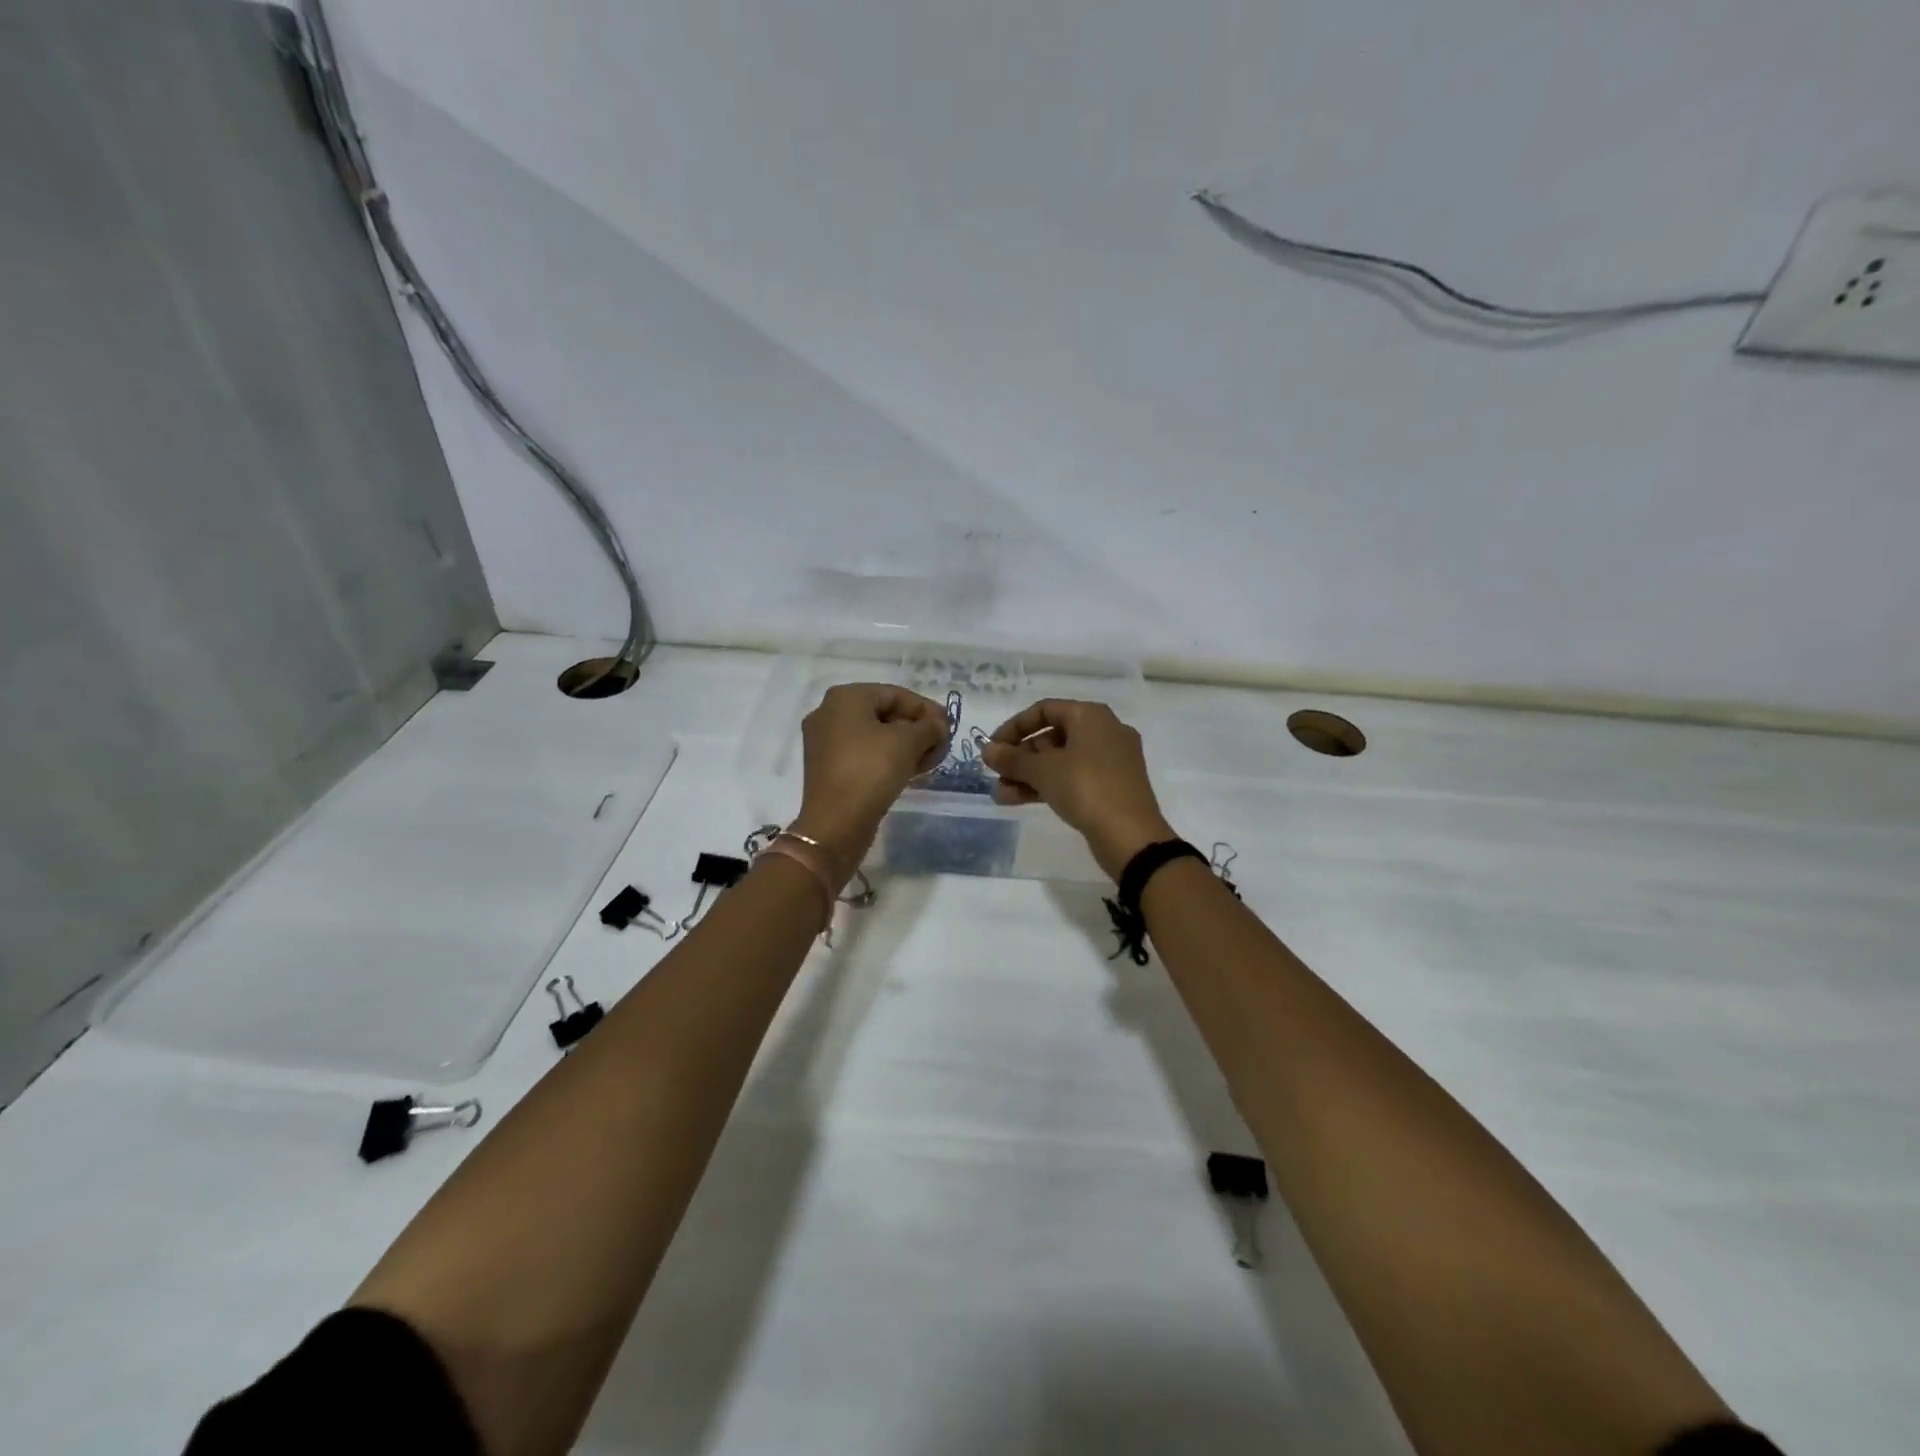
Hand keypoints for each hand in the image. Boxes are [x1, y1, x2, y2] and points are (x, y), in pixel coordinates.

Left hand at [791, 683, 948, 871]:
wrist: (836, 823)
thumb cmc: (871, 770)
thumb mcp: (908, 742)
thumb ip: (930, 727)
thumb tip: (939, 726)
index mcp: (845, 697)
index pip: (896, 694)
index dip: (926, 709)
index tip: (949, 726)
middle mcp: (829, 713)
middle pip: (884, 713)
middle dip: (917, 729)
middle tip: (941, 746)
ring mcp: (825, 742)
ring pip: (875, 735)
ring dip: (906, 745)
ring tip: (930, 761)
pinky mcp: (828, 767)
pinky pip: (864, 753)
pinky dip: (887, 758)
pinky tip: (909, 771)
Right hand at [982, 700, 1175, 879]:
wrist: (1131, 836)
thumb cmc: (1086, 788)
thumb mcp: (1043, 771)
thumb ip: (1012, 759)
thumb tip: (987, 750)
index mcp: (1091, 716)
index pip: (1044, 710)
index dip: (1014, 726)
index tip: (993, 748)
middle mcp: (1104, 731)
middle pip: (1052, 736)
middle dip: (1020, 757)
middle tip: (997, 775)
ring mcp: (1111, 760)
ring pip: (1061, 761)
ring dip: (1029, 775)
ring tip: (1001, 795)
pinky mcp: (1112, 786)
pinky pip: (1074, 778)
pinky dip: (1048, 785)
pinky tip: (1019, 801)